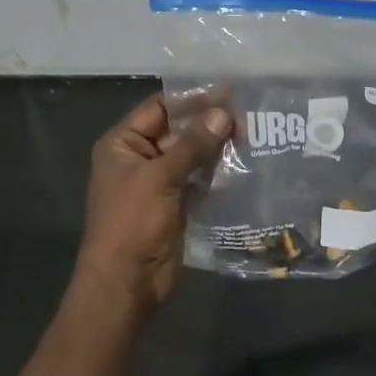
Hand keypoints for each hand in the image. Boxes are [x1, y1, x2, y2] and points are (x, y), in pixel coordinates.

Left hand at [76, 95, 230, 311]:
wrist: (127, 282)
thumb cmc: (132, 224)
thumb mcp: (159, 178)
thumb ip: (193, 145)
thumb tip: (224, 114)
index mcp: (123, 145)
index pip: (159, 109)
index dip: (191, 99)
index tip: (228, 92)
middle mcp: (140, 158)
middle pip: (178, 131)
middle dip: (209, 124)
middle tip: (248, 116)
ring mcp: (159, 183)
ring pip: (192, 156)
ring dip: (217, 148)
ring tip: (252, 136)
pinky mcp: (177, 204)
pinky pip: (200, 180)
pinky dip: (218, 173)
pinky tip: (244, 164)